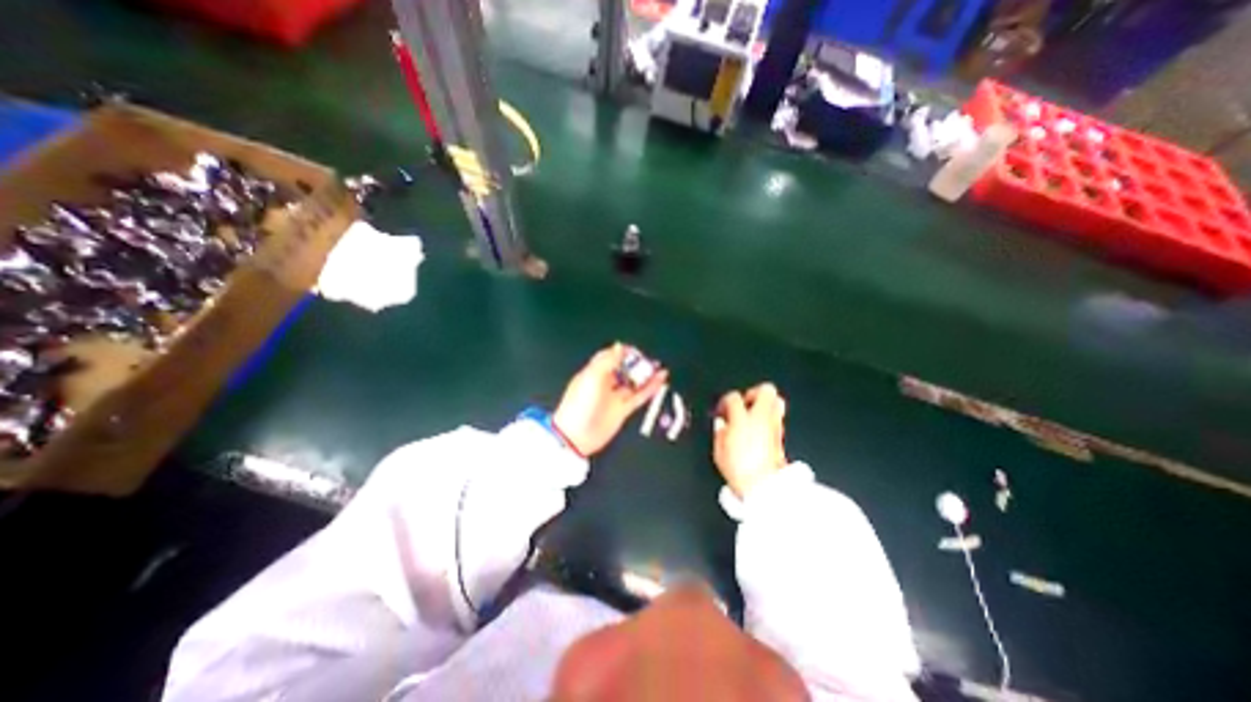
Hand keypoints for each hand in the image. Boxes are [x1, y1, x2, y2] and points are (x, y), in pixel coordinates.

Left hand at [555, 344, 669, 455]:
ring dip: (646, 375)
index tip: (635, 351)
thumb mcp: (592, 377)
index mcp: (594, 372)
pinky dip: (650, 388)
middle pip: (624, 368)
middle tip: (647, 361)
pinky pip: (639, 396)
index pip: (610, 356)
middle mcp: (605, 383)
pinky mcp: (623, 410)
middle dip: (636, 363)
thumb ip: (607, 361)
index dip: (623, 352)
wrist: (577, 436)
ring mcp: (614, 397)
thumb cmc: (579, 405)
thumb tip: (619, 346)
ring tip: (658, 367)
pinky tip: (659, 380)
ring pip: (634, 382)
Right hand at [712, 383, 778, 499]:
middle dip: (754, 393)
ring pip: (776, 401)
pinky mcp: (781, 436)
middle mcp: (761, 418)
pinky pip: (777, 417)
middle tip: (744, 403)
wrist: (765, 487)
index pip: (734, 398)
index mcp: (742, 419)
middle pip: (765, 390)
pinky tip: (759, 429)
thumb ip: (719, 432)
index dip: (726, 401)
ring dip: (765, 404)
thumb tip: (721, 424)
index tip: (722, 410)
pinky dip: (769, 418)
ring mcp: (774, 426)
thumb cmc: (740, 470)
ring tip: (753, 414)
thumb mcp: (720, 451)